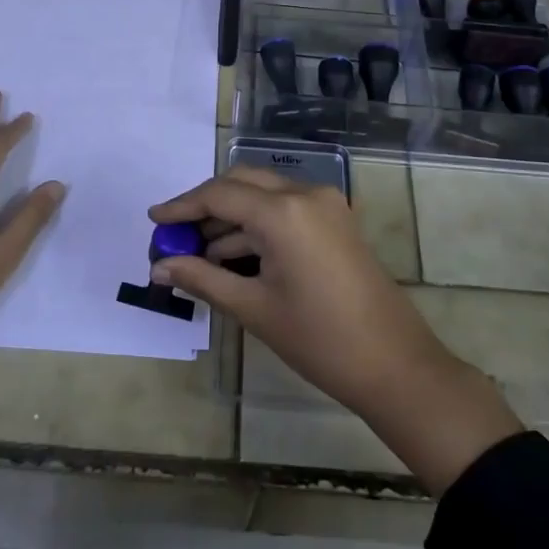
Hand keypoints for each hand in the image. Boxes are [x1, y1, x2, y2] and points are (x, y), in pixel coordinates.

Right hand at [148, 168, 521, 494]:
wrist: (394, 364)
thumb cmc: (318, 339)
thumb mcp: (253, 308)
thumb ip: (202, 279)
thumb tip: (160, 268)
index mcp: (283, 212)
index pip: (219, 195)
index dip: (182, 206)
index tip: (153, 219)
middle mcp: (305, 194)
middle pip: (241, 184)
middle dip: (205, 207)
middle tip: (175, 236)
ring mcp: (326, 205)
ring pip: (264, 197)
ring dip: (230, 219)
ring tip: (198, 256)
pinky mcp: (336, 221)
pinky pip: (285, 211)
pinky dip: (257, 227)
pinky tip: (234, 257)